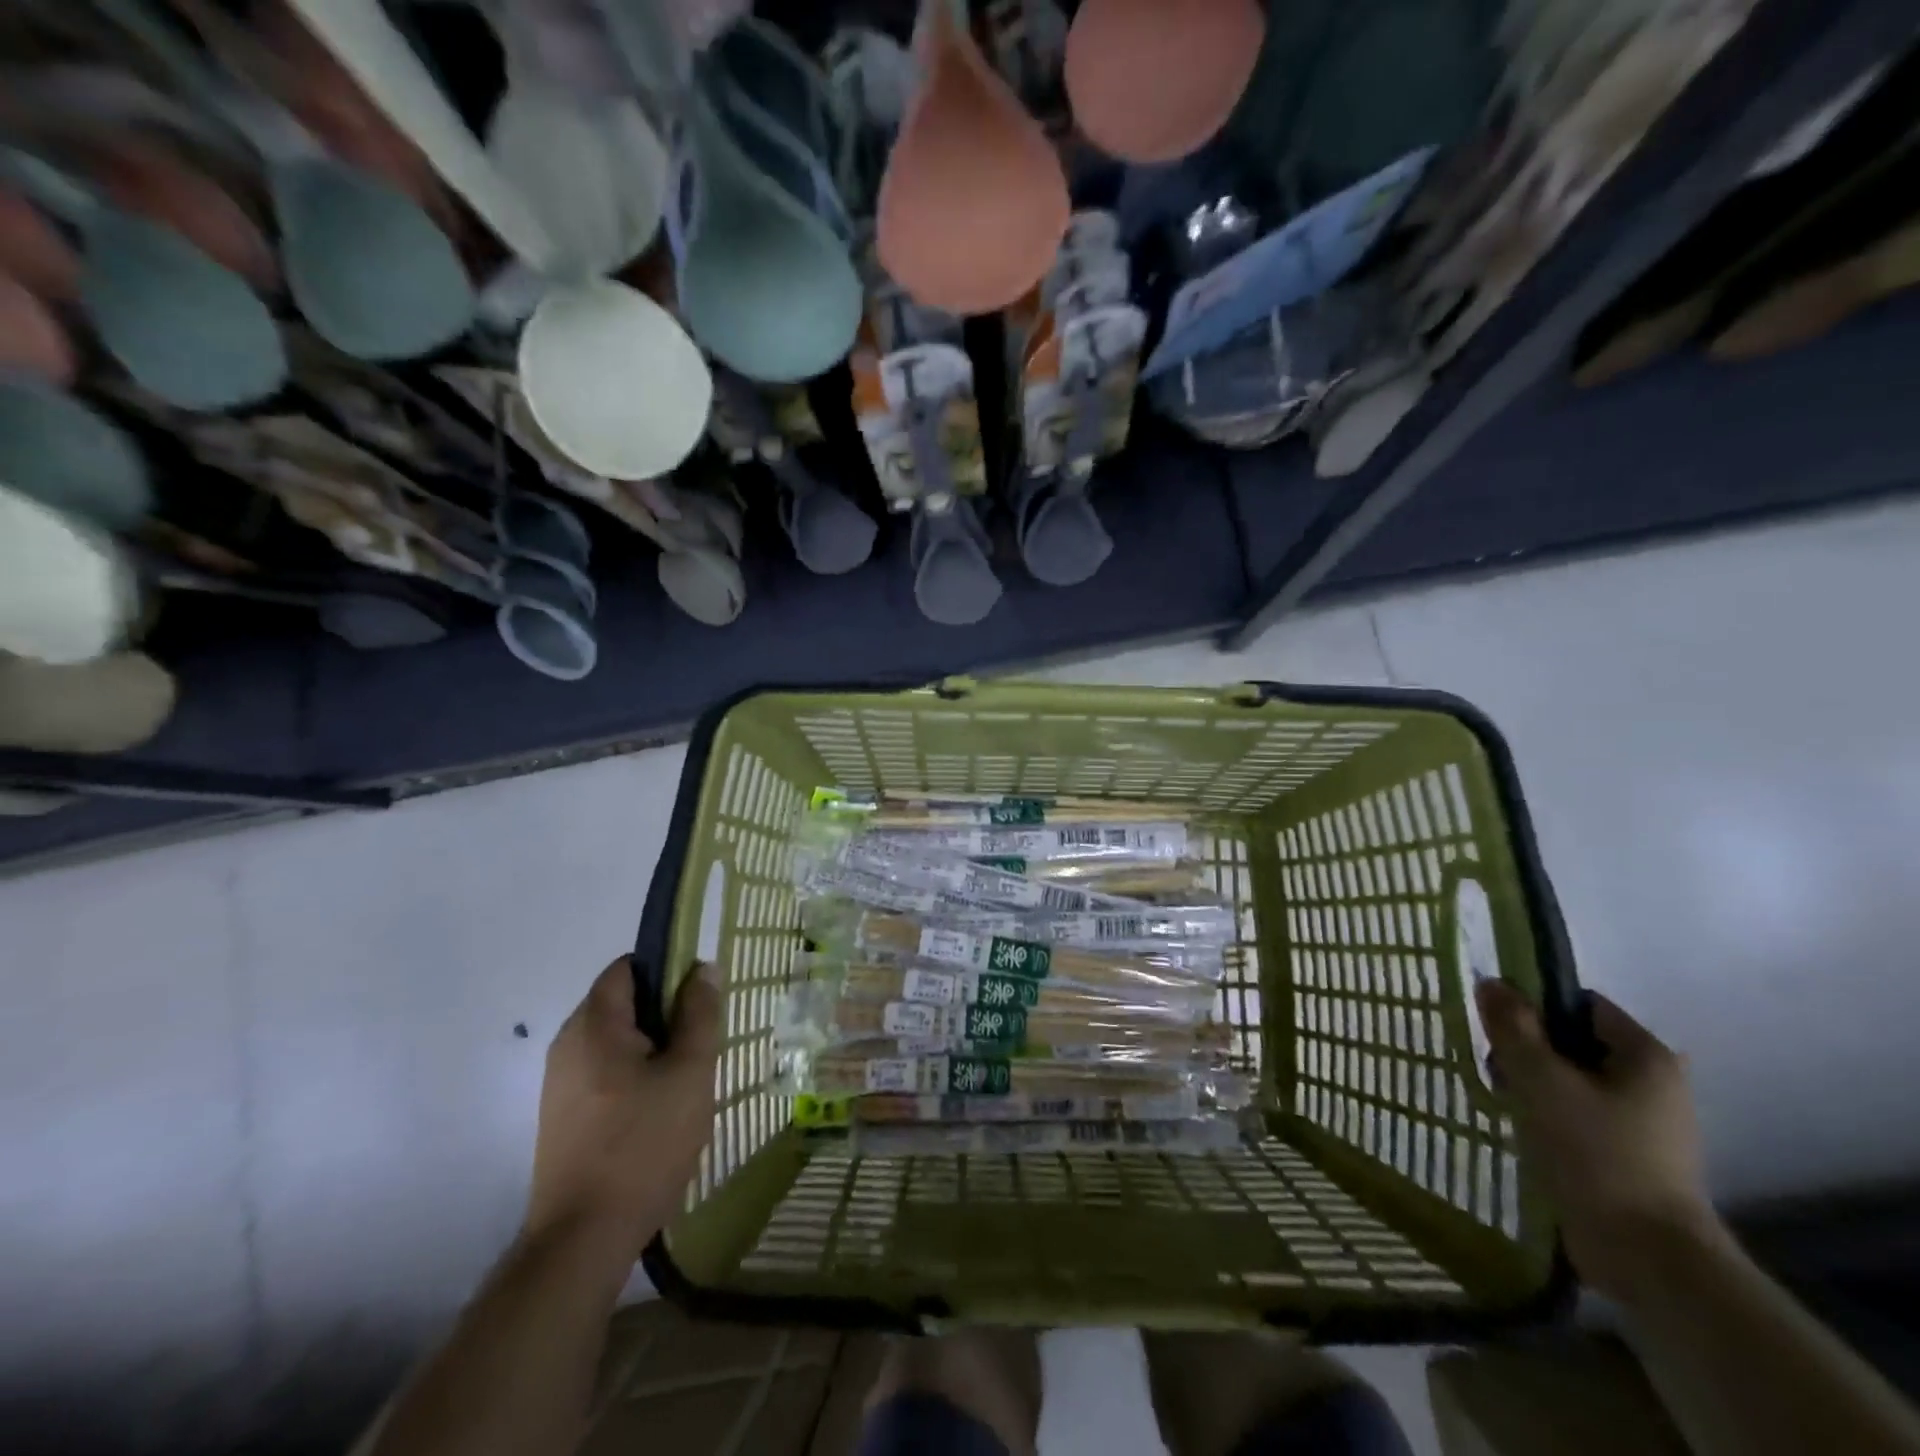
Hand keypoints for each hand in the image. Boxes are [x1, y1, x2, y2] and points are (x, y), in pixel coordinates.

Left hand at [524, 958, 721, 1264]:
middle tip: (700, 1041)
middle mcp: (568, 1044)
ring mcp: (560, 1082)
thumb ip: (699, 1014)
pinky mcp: (562, 1115)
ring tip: (686, 1079)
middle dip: (665, 1012)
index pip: (627, 967)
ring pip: (615, 1040)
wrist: (584, 1238)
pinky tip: (660, 1109)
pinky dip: (634, 1074)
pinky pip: (603, 1071)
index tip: (699, 996)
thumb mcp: (689, 1072)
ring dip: (652, 1047)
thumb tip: (703, 968)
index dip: (666, 968)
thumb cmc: (644, 1143)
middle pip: (621, 1002)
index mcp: (594, 1025)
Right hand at [1476, 981, 1725, 1300]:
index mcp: (1646, 1055)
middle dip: (1529, 1051)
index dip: (1534, 1007)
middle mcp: (1655, 1082)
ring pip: (1571, 1079)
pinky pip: (1579, 1114)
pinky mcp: (1632, 1155)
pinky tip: (1526, 1132)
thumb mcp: (1540, 1079)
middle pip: (1573, 1041)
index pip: (1579, 1003)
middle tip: (1499, 1072)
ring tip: (1509, 1106)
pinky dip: (1549, 1115)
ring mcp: (1646, 1123)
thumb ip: (1512, 1027)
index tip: (1499, 1031)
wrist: (1647, 1257)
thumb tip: (1491, 982)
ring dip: (1534, 1085)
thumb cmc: (1595, 1153)